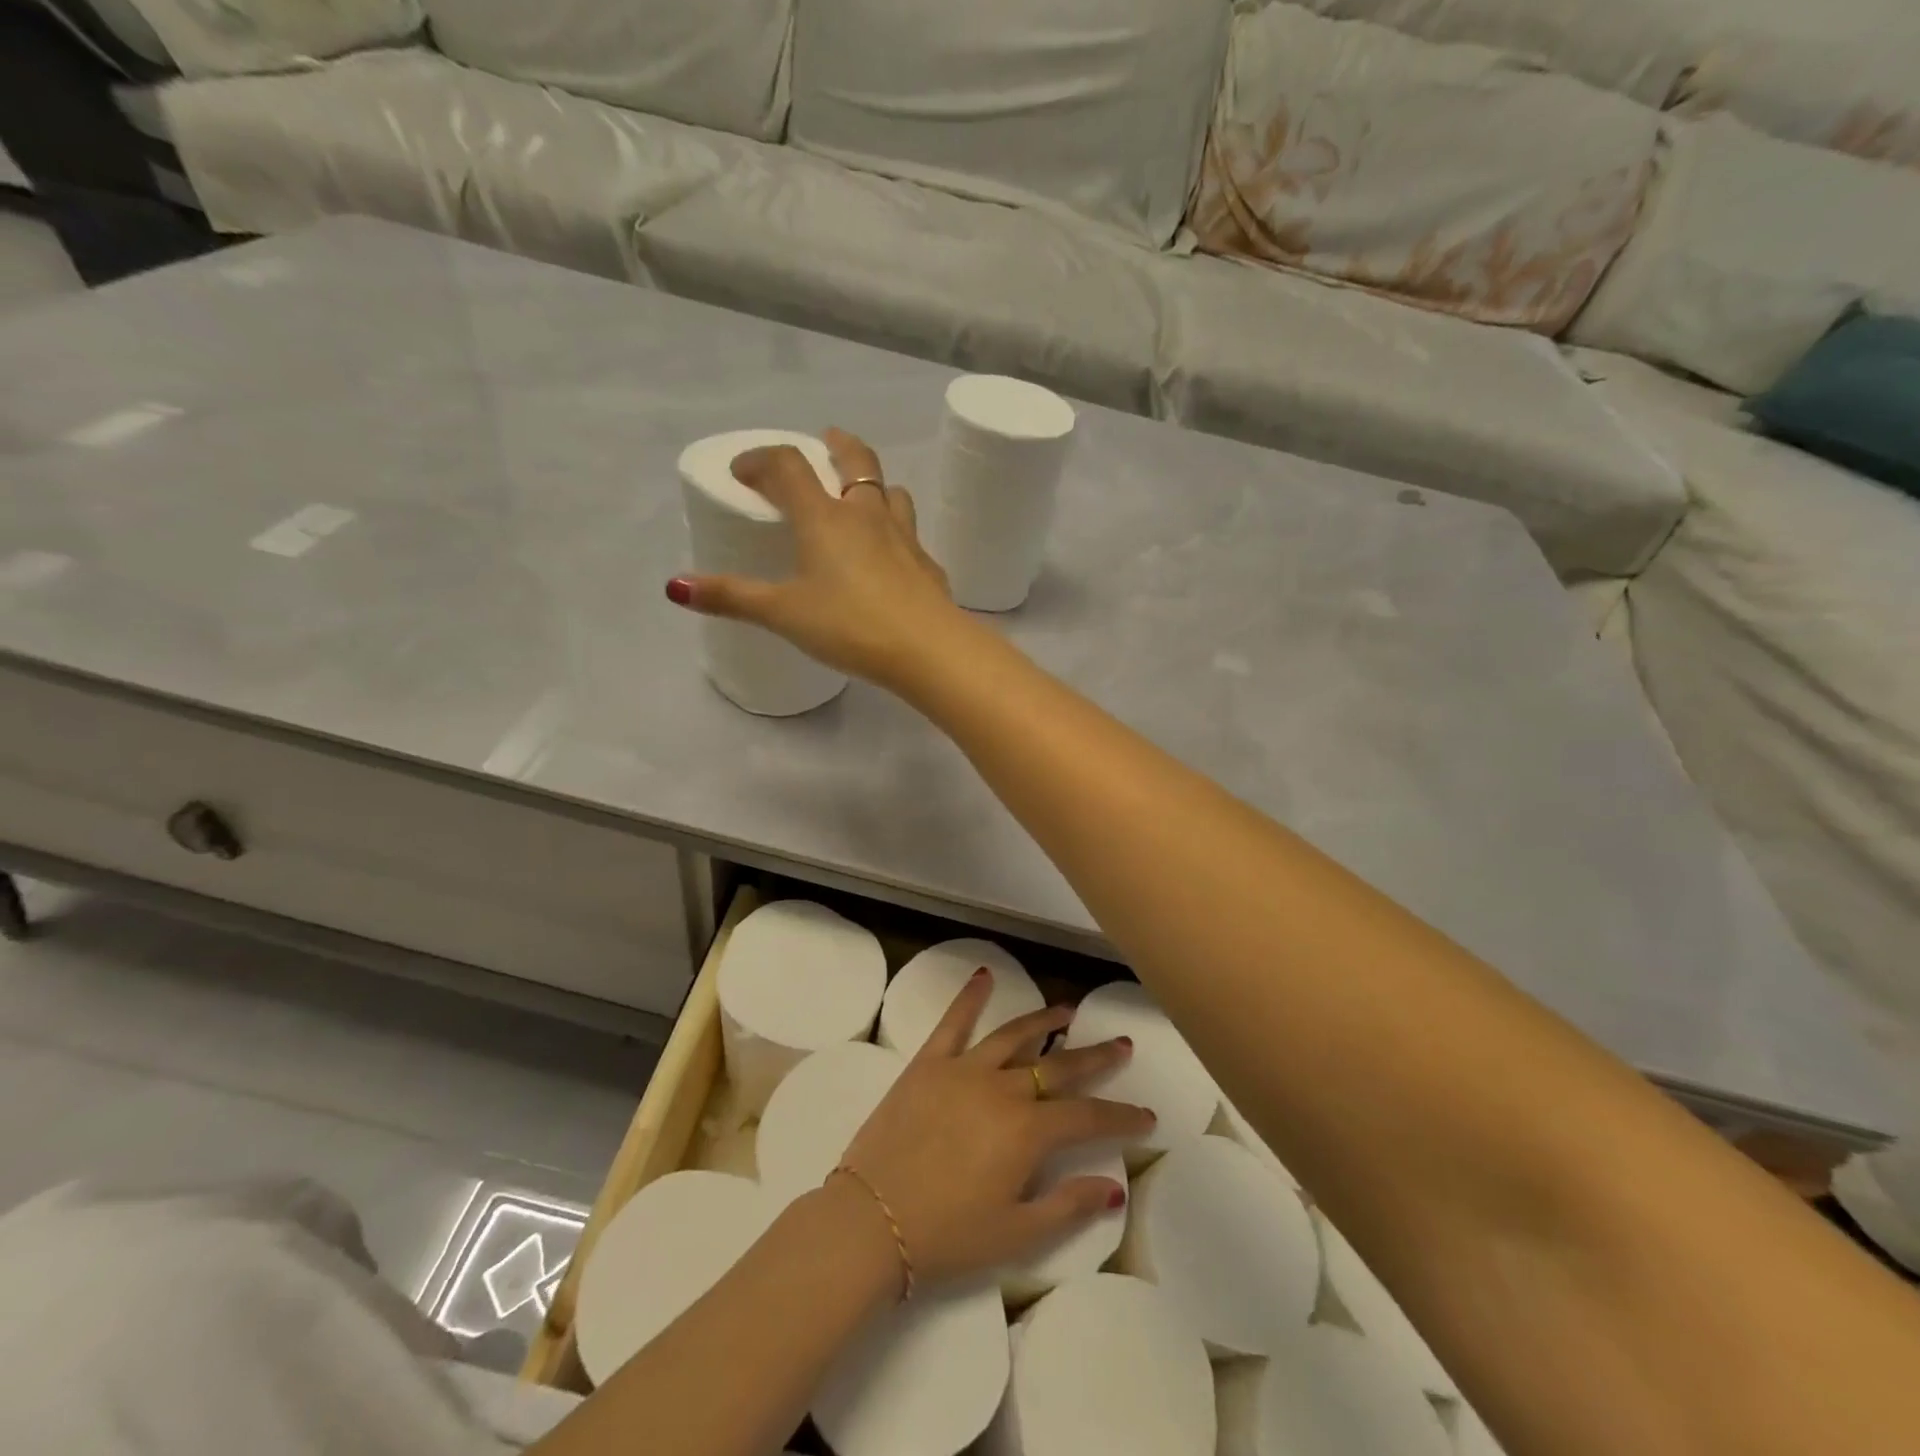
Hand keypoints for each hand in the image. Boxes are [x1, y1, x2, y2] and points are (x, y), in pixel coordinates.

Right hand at [666, 429, 965, 687]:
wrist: (928, 649)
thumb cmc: (850, 625)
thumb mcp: (784, 614)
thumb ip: (733, 598)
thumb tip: (676, 587)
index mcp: (825, 518)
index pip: (789, 466)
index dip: (761, 459)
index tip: (743, 471)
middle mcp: (867, 515)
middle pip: (855, 460)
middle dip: (836, 445)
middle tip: (825, 441)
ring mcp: (904, 537)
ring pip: (891, 492)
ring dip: (873, 484)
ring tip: (860, 495)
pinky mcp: (927, 564)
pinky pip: (910, 534)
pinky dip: (894, 531)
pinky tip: (890, 556)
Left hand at [835, 971, 1152, 1293]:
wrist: (870, 1220)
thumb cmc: (947, 1235)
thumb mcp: (1016, 1235)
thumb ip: (1068, 1206)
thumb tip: (1114, 1186)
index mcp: (1027, 1132)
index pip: (1087, 1117)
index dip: (1121, 1117)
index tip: (1147, 1115)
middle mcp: (1002, 1089)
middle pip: (1058, 1066)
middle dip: (1095, 1057)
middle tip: (1121, 1044)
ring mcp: (963, 1069)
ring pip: (1013, 1036)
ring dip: (1044, 1020)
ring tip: (1067, 1010)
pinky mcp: (928, 1062)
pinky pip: (953, 1022)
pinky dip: (970, 996)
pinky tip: (984, 975)